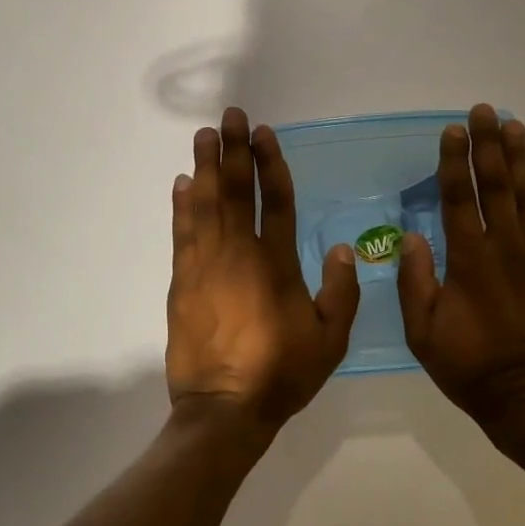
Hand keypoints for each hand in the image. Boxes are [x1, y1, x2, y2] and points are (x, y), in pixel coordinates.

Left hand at [166, 108, 359, 431]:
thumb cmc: (282, 373)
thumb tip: (342, 248)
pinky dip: (182, 205)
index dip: (269, 163)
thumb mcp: (330, 340)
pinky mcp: (182, 281)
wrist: (224, 409)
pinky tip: (182, 183)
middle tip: (230, 116)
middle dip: (233, 150)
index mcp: (277, 264)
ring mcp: (206, 265)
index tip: (263, 132)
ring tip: (203, 135)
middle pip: (235, 191)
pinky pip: (182, 233)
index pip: (274, 200)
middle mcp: (239, 254)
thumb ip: (341, 292)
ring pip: (205, 204)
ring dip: (205, 167)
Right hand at [397, 105, 524, 431]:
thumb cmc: (470, 366)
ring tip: (514, 125)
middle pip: (495, 185)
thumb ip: (414, 282)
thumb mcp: (423, 332)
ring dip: (519, 158)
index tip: (452, 130)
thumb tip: (412, 236)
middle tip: (484, 110)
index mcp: (468, 260)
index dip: (454, 161)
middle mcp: (504, 248)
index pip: (458, 198)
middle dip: (488, 144)